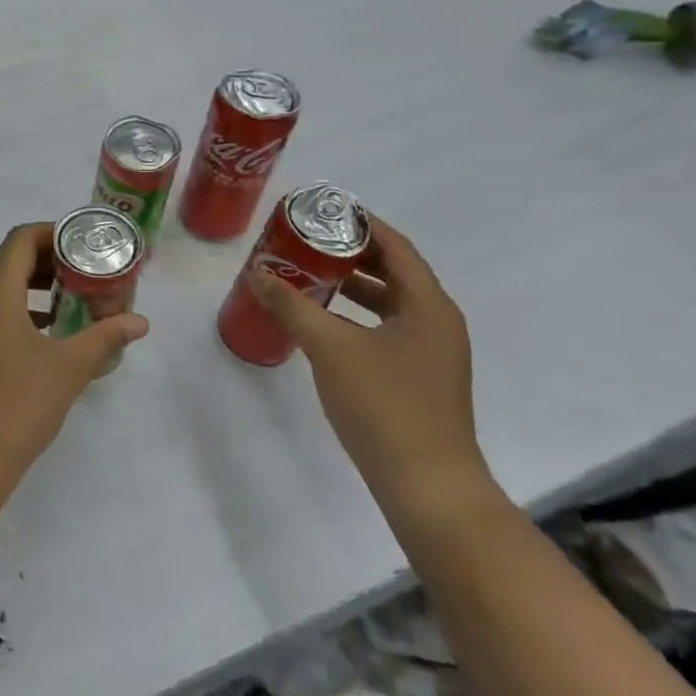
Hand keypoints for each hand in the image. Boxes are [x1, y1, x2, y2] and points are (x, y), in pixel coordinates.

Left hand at [0, 223, 147, 495]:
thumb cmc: (16, 405)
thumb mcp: (68, 368)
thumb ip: (104, 338)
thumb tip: (140, 322)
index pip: (21, 239)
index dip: (53, 233)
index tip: (85, 244)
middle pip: (8, 261)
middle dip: (48, 262)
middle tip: (85, 274)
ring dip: (32, 288)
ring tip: (70, 304)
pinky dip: (17, 312)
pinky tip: (45, 338)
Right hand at [251, 217, 488, 512]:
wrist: (427, 486)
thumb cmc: (384, 405)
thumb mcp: (330, 348)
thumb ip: (292, 306)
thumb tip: (258, 273)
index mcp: (428, 305)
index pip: (395, 246)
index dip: (361, 223)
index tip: (322, 209)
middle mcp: (437, 321)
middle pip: (394, 271)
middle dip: (351, 252)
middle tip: (307, 239)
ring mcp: (432, 352)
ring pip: (390, 302)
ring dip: (352, 285)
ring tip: (309, 273)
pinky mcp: (420, 377)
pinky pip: (387, 328)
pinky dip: (357, 315)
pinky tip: (324, 322)